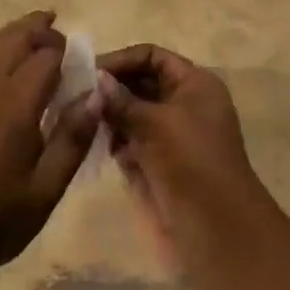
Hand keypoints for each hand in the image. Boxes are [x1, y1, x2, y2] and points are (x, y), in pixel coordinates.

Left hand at [0, 12, 98, 281]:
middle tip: (62, 41)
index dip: (67, 54)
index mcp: (18, 103)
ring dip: (16, 28)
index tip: (79, 67)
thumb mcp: (47, 188)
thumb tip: (97, 95)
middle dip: (43, 31)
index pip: (48, 56)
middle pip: (19, 36)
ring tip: (36, 27)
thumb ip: (72, 138)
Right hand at [96, 44, 275, 289]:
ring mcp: (169, 137)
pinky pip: (129, 141)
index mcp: (195, 85)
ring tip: (75, 117)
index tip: (88, 72)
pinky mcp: (157, 164)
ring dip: (106, 114)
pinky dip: (111, 139)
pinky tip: (90, 142)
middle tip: (72, 95)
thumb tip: (94, 78)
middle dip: (109, 87)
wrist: (217, 233)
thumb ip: (121, 100)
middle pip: (140, 83)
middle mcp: (183, 104)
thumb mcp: (155, 124)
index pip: (153, 57)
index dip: (122, 60)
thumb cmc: (191, 164)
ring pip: (131, 113)